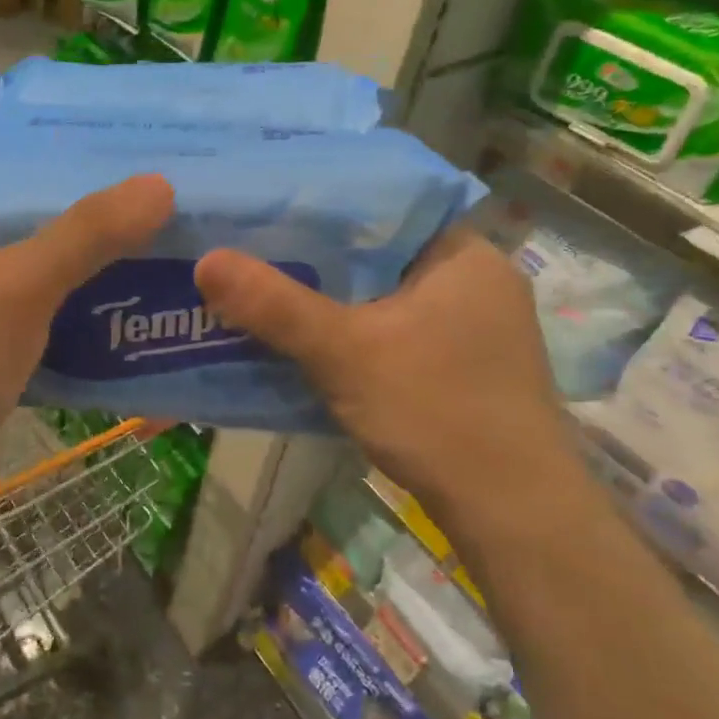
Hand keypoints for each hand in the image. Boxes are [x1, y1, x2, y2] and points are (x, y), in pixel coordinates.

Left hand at [0, 175, 173, 504]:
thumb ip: (88, 233)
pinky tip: (118, 311)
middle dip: (75, 210)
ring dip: (79, 266)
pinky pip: (33, 322)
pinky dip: (70, 315)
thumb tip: (159, 185)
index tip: (101, 143)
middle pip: (17, 220)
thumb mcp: (21, 285)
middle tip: (141, 194)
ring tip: (144, 243)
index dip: (39, 150)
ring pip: (30, 274)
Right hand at [195, 227, 582, 540]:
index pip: (387, 205)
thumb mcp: (345, 352)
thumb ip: (275, 305)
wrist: (511, 515)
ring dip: (330, 297)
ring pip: (382, 294)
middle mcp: (474, 281)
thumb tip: (206, 260)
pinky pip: (390, 329)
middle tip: (253, 245)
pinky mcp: (459, 366)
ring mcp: (471, 328)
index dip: (324, 202)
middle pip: (378, 252)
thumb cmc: (438, 412)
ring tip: (266, 284)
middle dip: (317, 255)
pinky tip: (305, 338)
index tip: (269, 203)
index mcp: (464, 254)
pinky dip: (350, 331)